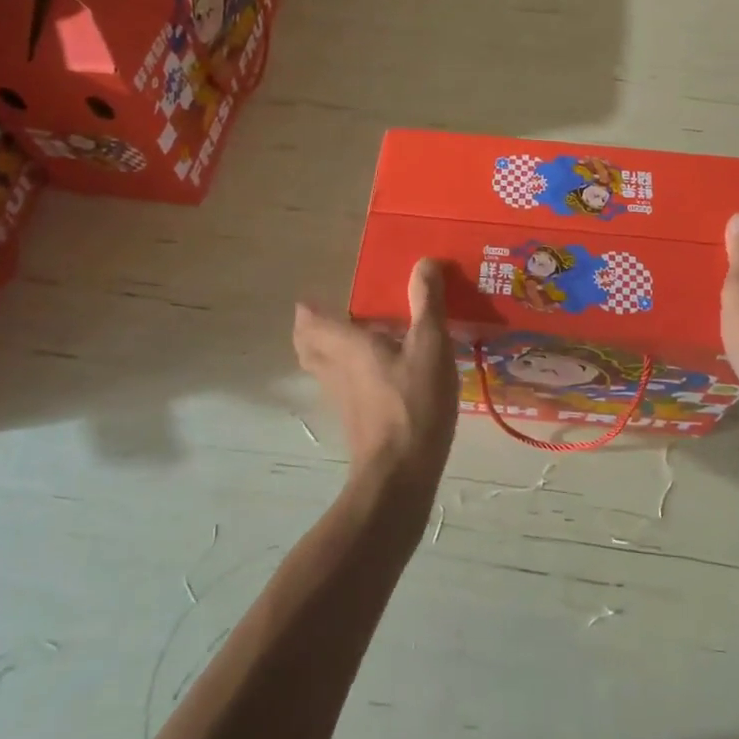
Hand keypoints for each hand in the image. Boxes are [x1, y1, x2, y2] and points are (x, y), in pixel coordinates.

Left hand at [293, 260, 457, 491]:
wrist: (400, 476)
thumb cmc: (412, 403)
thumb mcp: (430, 345)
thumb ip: (427, 303)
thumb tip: (424, 262)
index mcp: (347, 346)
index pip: (311, 323)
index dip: (308, 310)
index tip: (311, 298)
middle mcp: (336, 371)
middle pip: (309, 347)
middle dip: (312, 331)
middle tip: (330, 316)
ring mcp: (343, 400)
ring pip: (324, 369)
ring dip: (329, 352)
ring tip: (355, 339)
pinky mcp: (357, 422)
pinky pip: (343, 387)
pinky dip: (349, 374)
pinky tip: (378, 373)